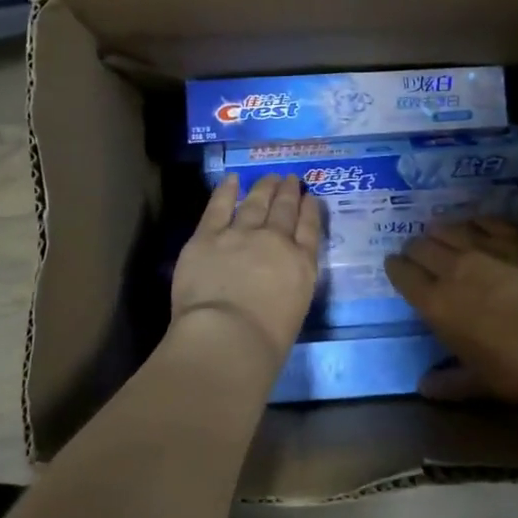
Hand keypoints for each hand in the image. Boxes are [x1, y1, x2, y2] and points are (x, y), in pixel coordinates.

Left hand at [171, 174, 321, 377]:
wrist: (228, 336)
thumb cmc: (266, 341)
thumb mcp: (296, 309)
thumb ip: (290, 286)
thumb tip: (279, 280)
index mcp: (301, 264)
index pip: (310, 229)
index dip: (310, 210)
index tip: (311, 198)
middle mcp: (275, 241)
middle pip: (284, 210)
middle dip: (289, 193)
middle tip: (291, 179)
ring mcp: (240, 234)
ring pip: (255, 203)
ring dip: (264, 187)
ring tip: (270, 177)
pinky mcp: (207, 237)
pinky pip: (219, 207)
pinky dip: (226, 191)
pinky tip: (231, 179)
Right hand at [383, 217, 517, 403]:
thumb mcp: (481, 383)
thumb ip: (450, 382)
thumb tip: (424, 388)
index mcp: (437, 303)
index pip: (405, 276)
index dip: (396, 268)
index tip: (394, 265)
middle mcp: (454, 268)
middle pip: (424, 246)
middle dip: (416, 247)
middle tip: (416, 251)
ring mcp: (488, 247)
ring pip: (453, 228)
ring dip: (442, 230)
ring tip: (439, 231)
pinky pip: (488, 221)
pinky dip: (477, 221)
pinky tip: (477, 222)